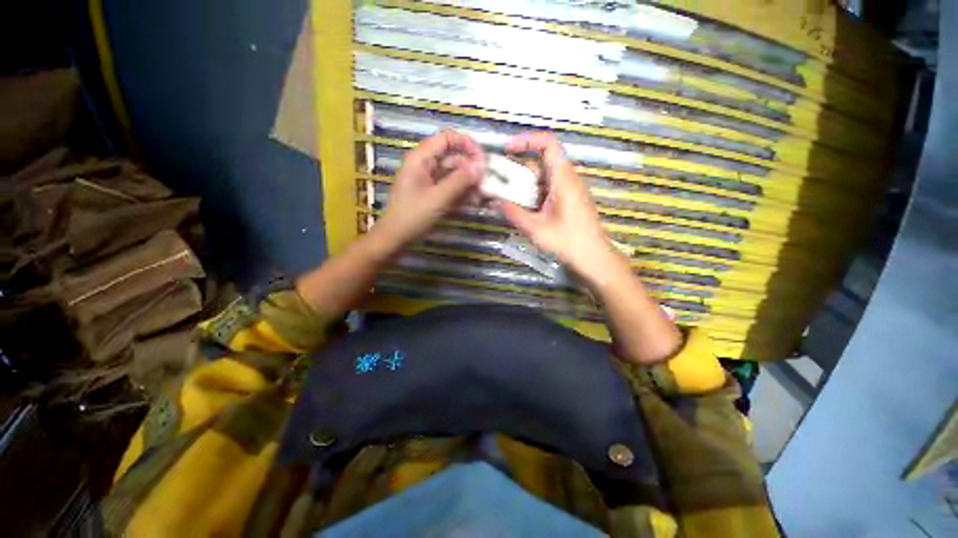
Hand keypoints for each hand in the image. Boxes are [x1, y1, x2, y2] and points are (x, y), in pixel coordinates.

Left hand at [377, 130, 485, 248]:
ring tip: (483, 195)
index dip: (467, 144)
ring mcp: (430, 180)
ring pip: (454, 174)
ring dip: (469, 182)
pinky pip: (451, 187)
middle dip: (471, 167)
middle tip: (486, 181)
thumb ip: (460, 181)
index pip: (447, 138)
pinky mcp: (433, 194)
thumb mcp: (438, 198)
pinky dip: (462, 192)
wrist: (396, 238)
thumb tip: (480, 167)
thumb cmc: (413, 215)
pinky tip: (474, 201)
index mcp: (421, 159)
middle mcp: (426, 165)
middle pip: (453, 157)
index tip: (482, 159)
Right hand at [498, 132, 623, 283]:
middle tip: (498, 184)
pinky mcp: (568, 201)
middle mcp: (567, 179)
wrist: (594, 258)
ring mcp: (568, 191)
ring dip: (523, 186)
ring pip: (542, 179)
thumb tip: (493, 202)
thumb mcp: (535, 228)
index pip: (548, 143)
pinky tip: (521, 209)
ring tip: (505, 199)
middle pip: (540, 163)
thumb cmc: (568, 242)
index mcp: (563, 178)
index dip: (526, 140)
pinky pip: (547, 190)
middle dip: (517, 171)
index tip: (507, 149)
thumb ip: (513, 213)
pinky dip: (532, 195)